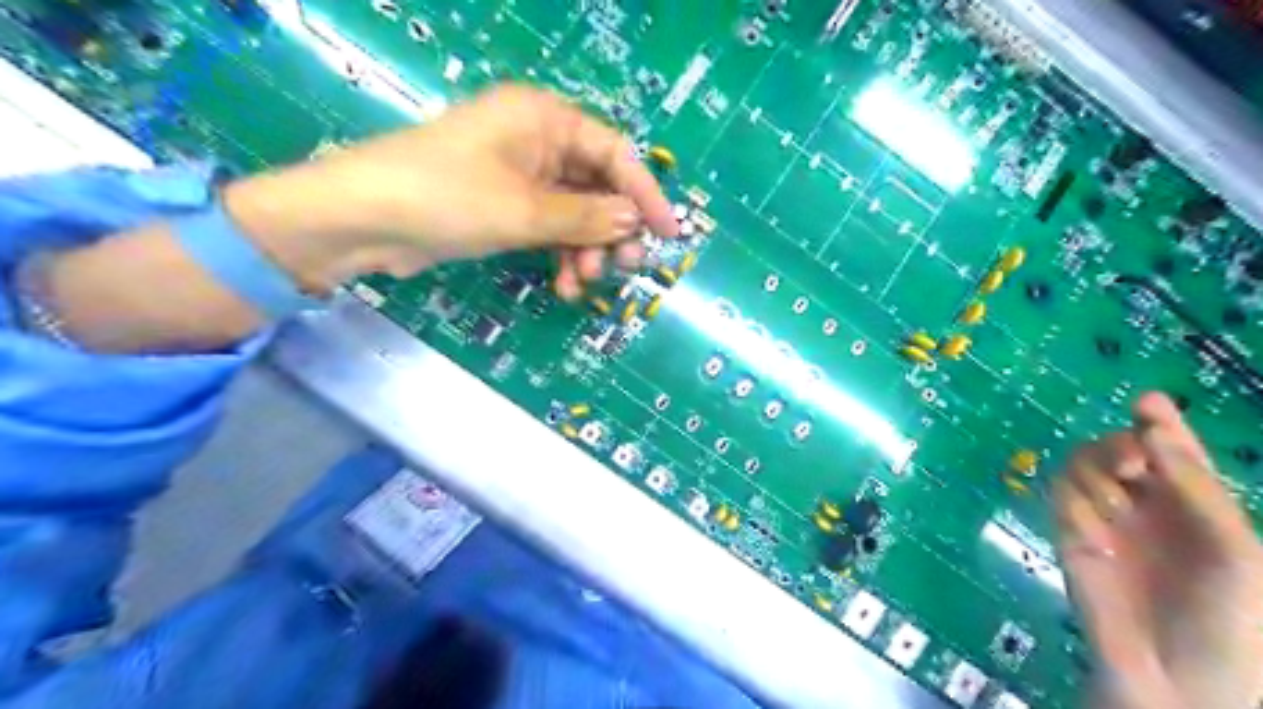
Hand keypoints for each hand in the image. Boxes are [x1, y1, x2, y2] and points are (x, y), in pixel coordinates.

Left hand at [38, 82, 680, 354]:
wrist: (363, 221)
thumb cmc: (447, 197)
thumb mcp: (525, 210)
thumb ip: (586, 217)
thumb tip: (633, 221)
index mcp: (544, 119)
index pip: (614, 153)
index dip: (645, 193)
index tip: (668, 232)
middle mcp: (536, 140)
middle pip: (596, 184)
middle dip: (613, 228)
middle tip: (626, 266)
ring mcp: (520, 174)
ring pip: (574, 212)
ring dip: (586, 249)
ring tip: (586, 282)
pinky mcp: (504, 204)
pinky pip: (549, 226)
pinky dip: (560, 254)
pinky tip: (564, 284)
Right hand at [1057, 392, 1261, 708]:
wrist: (1176, 680)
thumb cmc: (1229, 619)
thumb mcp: (1234, 550)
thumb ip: (1194, 487)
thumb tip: (1147, 428)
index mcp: (1195, 506)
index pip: (1172, 452)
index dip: (1161, 424)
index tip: (1147, 401)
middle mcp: (1147, 506)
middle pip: (1116, 449)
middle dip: (1119, 447)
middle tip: (1131, 467)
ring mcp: (1105, 519)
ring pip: (1080, 466)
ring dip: (1094, 475)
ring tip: (1114, 504)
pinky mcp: (1069, 534)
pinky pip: (1059, 498)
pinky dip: (1074, 506)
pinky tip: (1094, 535)